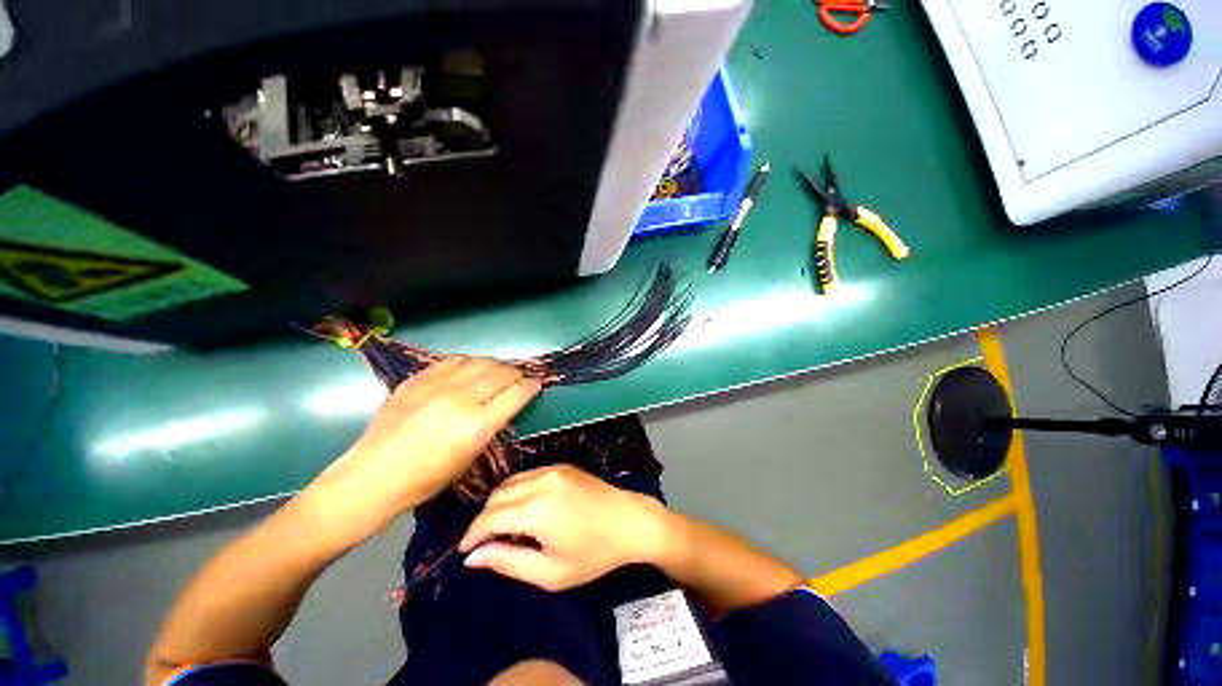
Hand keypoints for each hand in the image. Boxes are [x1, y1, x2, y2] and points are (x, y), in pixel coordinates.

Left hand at [310, 357, 540, 541]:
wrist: (372, 477)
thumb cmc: (426, 480)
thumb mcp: (470, 457)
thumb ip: (491, 425)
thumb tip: (507, 403)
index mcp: (477, 425)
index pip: (516, 393)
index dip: (531, 386)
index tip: (537, 384)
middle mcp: (461, 399)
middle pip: (501, 372)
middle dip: (516, 373)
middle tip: (518, 379)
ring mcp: (436, 386)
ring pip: (479, 361)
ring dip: (495, 365)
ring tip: (498, 371)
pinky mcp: (417, 379)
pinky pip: (453, 360)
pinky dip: (469, 362)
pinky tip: (471, 368)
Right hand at [458, 465, 671, 590]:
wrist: (629, 521)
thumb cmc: (593, 554)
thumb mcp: (550, 572)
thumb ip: (508, 562)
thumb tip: (473, 557)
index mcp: (536, 509)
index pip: (490, 518)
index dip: (472, 535)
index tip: (464, 551)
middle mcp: (541, 481)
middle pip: (497, 496)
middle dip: (484, 519)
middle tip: (485, 543)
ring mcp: (552, 469)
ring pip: (510, 482)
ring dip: (499, 503)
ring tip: (503, 527)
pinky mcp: (562, 465)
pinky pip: (528, 475)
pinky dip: (517, 490)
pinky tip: (524, 508)